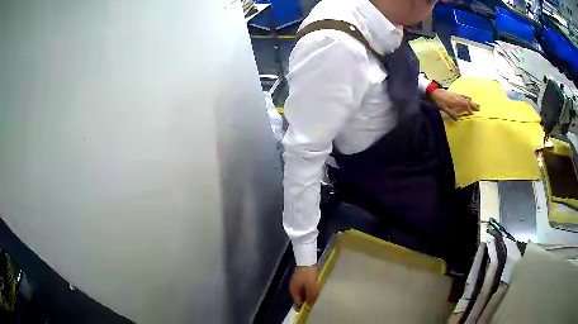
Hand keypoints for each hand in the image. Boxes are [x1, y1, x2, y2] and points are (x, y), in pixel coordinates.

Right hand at [289, 265, 319, 306]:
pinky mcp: (300, 278)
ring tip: (316, 295)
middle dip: (307, 300)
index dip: (304, 306)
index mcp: (293, 291)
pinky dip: (308, 289)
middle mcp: (293, 288)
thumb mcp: (311, 287)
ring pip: (302, 292)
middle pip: (299, 297)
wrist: (306, 260)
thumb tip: (311, 305)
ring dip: (308, 294)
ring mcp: (296, 282)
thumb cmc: (308, 275)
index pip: (298, 302)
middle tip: (315, 302)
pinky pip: (304, 287)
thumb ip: (311, 297)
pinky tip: (315, 288)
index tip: (312, 308)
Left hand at [430, 89, 479, 120]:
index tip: (473, 114)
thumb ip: (451, 114)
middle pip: (467, 101)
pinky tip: (469, 97)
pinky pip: (463, 95)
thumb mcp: (444, 109)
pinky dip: (467, 97)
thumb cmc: (439, 101)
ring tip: (477, 104)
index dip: (469, 110)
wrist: (434, 92)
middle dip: (473, 105)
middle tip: (479, 109)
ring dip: (472, 101)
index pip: (465, 105)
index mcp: (456, 102)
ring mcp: (456, 95)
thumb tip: (458, 120)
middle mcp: (458, 98)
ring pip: (466, 98)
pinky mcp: (454, 93)